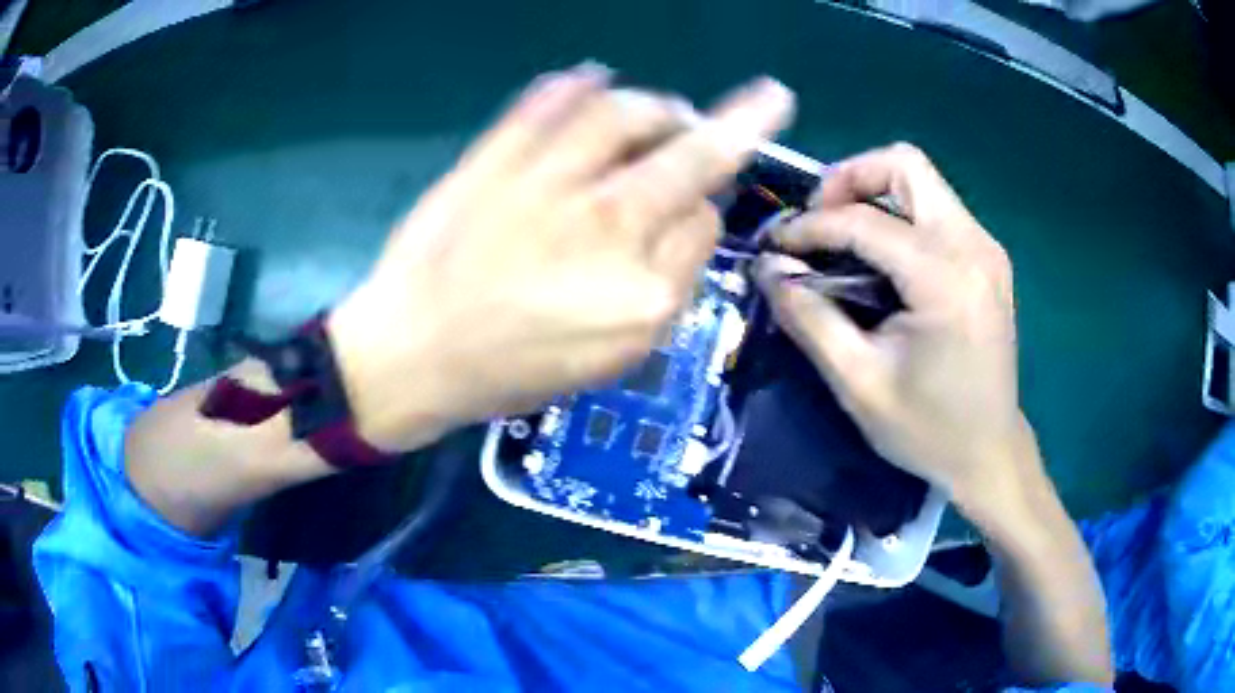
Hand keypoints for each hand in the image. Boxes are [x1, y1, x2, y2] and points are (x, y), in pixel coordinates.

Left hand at [329, 64, 794, 450]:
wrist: (412, 358)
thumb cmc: (511, 372)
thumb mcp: (609, 359)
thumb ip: (661, 290)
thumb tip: (687, 222)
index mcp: (644, 294)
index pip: (706, 222)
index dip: (705, 209)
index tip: (691, 209)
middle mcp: (610, 227)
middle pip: (694, 157)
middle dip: (745, 122)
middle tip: (770, 98)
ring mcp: (549, 184)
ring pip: (630, 114)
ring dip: (659, 103)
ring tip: (664, 107)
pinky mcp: (496, 159)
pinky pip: (548, 101)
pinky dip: (575, 82)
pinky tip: (591, 78)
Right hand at [755, 143, 1030, 505]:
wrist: (990, 453)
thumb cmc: (928, 430)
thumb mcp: (859, 383)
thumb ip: (810, 318)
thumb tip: (769, 268)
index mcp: (946, 279)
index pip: (864, 220)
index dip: (810, 226)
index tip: (775, 246)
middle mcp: (974, 245)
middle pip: (905, 163)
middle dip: (850, 179)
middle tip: (820, 222)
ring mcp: (986, 247)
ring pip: (922, 179)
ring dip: (873, 192)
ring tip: (842, 237)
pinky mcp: (988, 257)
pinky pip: (936, 207)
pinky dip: (898, 214)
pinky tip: (880, 258)